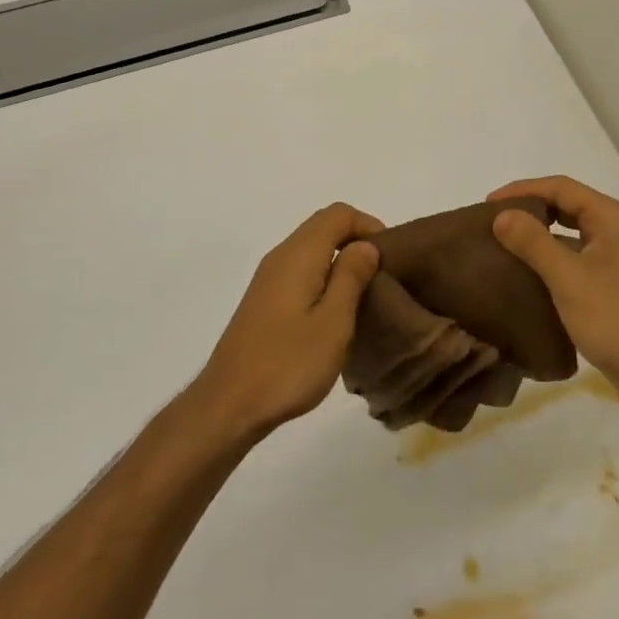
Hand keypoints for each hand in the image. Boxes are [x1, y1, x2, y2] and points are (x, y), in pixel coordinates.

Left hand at [191, 204, 381, 439]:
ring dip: (341, 261)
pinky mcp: (264, 300)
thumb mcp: (333, 322)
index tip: (390, 257)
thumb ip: (351, 277)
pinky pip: (301, 270)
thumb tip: (366, 245)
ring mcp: (268, 279)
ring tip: (365, 295)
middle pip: (323, 227)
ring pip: (312, 249)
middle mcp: (280, 257)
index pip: (338, 214)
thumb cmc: (288, 364)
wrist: (229, 405)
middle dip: (357, 240)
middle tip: (383, 276)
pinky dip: (324, 277)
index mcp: (298, 255)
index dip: (368, 225)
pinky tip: (335, 312)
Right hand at [488, 176, 618, 417]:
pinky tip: (525, 278)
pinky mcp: (613, 288)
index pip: (561, 188)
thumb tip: (501, 215)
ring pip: (571, 237)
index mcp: (613, 219)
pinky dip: (550, 264)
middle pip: (567, 208)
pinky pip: (575, 263)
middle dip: (529, 212)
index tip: (487, 204)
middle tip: (492, 224)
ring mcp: (618, 261)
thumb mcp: (569, 279)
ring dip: (538, 239)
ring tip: (502, 248)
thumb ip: (533, 243)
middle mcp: (618, 232)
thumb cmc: (618, 320)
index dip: (522, 190)